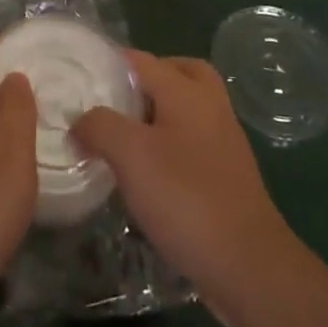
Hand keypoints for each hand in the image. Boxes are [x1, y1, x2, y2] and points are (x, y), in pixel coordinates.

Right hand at [71, 52, 295, 310]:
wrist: (249, 266)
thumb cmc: (186, 198)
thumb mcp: (130, 155)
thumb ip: (99, 126)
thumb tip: (79, 121)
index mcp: (186, 91)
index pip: (141, 59)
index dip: (108, 65)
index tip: (78, 82)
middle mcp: (210, 106)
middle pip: (178, 72)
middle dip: (146, 80)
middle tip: (116, 101)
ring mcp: (225, 141)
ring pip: (188, 108)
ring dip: (160, 114)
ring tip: (126, 139)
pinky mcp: (229, 175)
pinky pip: (195, 141)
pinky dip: (173, 144)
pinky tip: (150, 174)